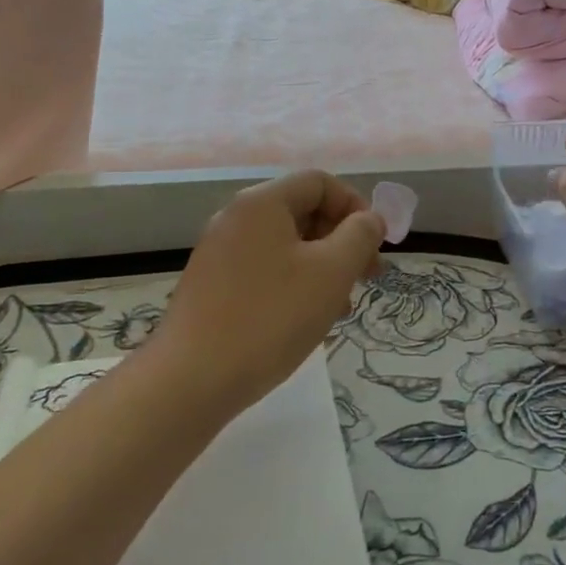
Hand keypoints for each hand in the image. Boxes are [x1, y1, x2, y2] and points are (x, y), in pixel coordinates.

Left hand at [154, 170, 385, 412]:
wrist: (190, 381)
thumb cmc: (271, 317)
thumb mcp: (331, 272)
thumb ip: (360, 236)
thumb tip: (370, 219)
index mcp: (262, 203)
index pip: (320, 182)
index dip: (355, 206)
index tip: (375, 245)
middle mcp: (236, 218)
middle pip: (303, 211)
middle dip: (342, 240)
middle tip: (367, 277)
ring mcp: (219, 252)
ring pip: (286, 245)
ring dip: (322, 266)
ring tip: (342, 306)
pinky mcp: (211, 285)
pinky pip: (264, 269)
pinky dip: (294, 283)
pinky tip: (307, 320)